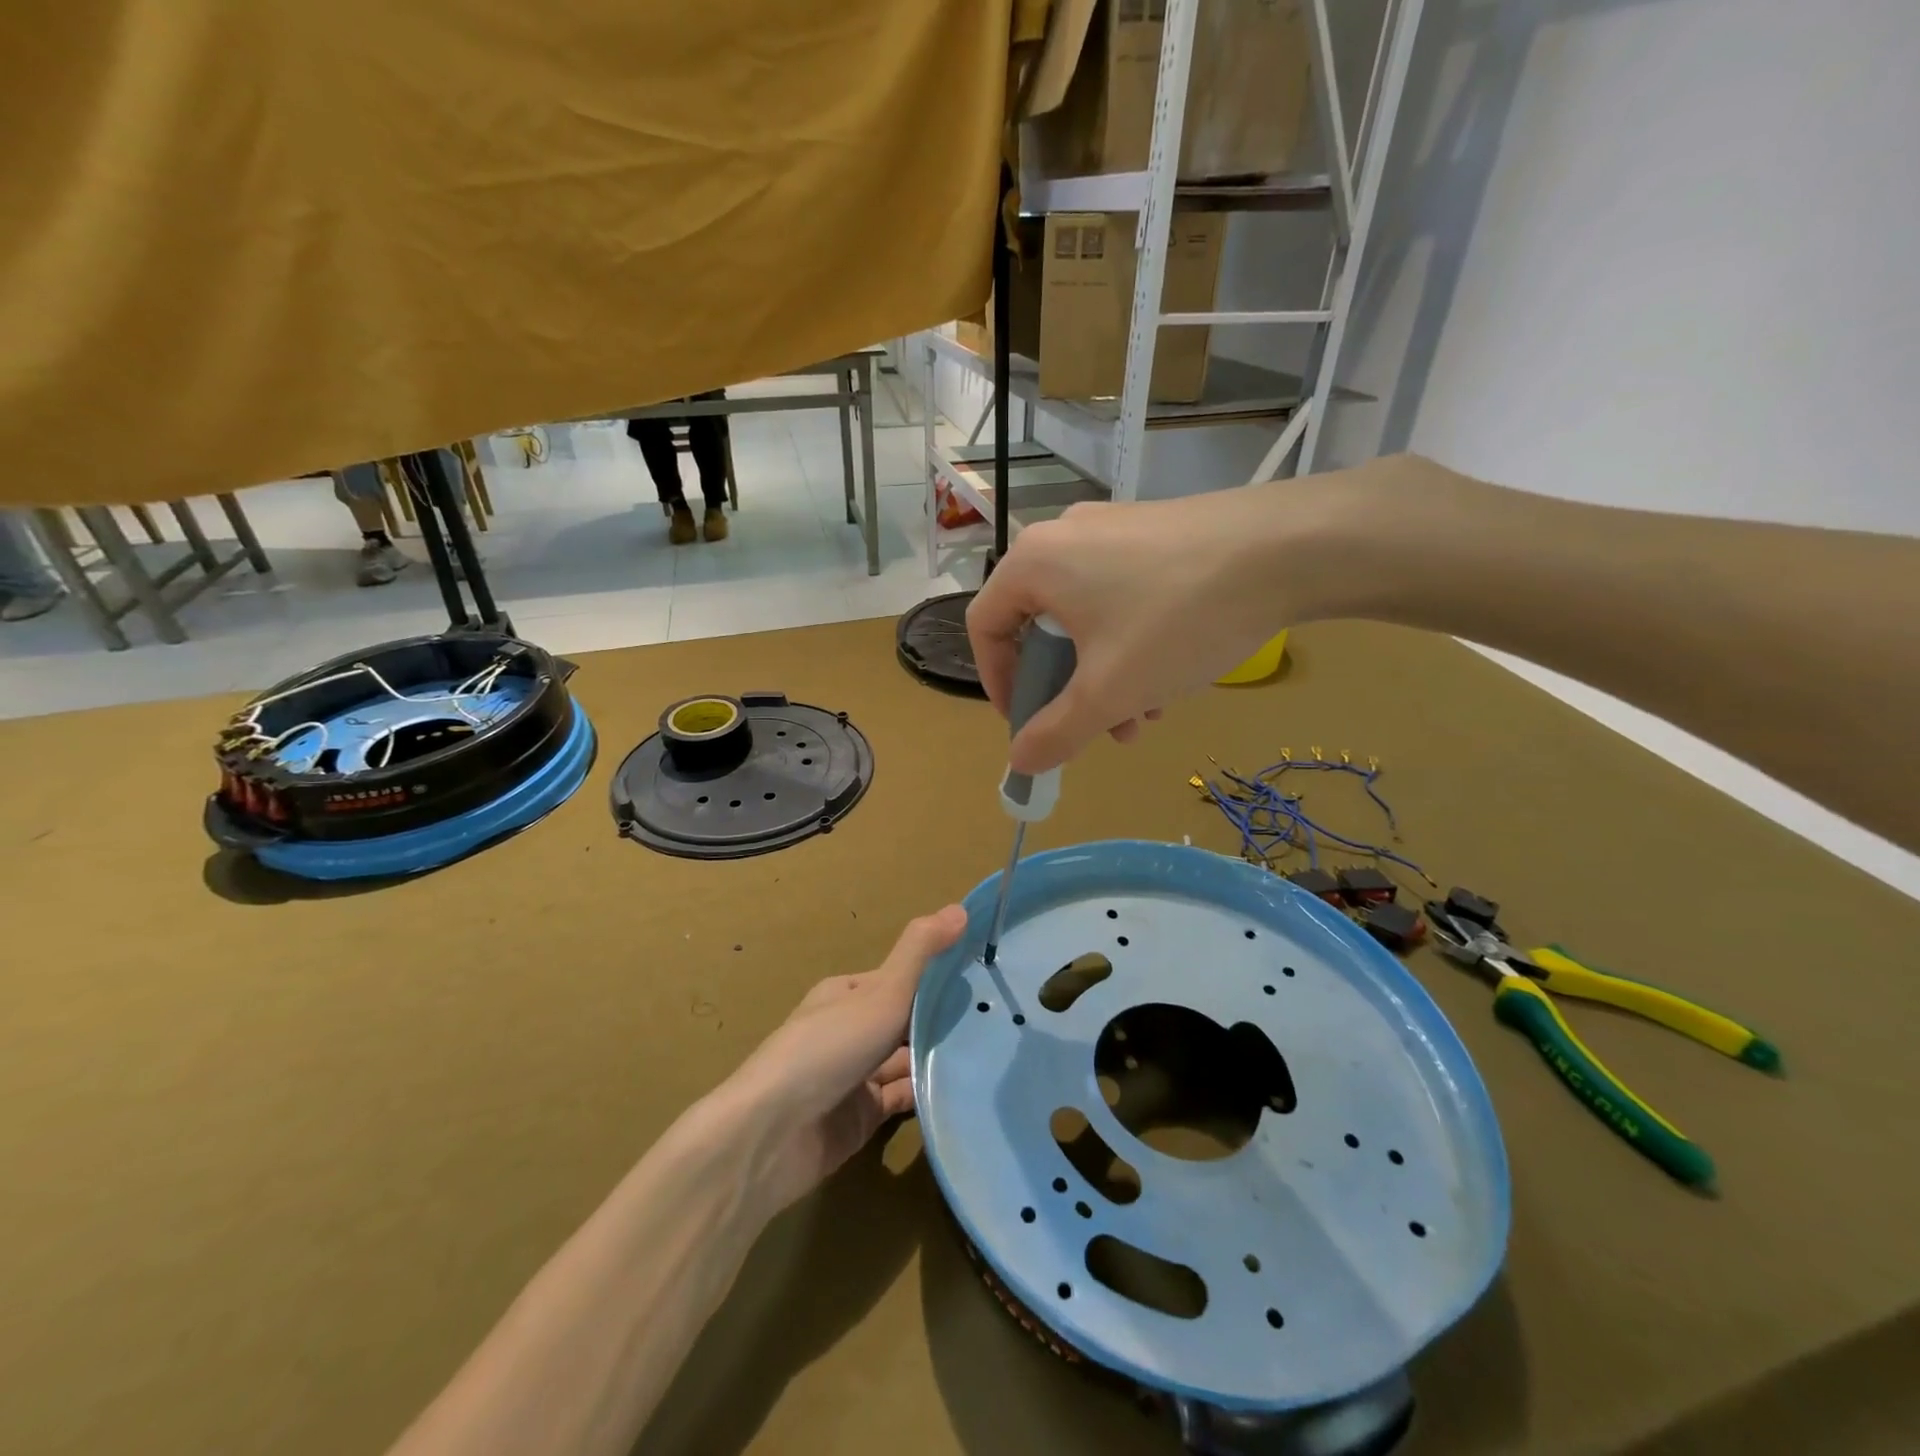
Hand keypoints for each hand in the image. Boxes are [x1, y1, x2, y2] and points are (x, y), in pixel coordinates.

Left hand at [726, 906, 966, 1214]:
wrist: (772, 1135)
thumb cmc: (828, 1048)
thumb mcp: (881, 992)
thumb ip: (920, 953)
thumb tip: (960, 907)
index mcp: (849, 993)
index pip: (902, 978)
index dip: (940, 975)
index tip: (986, 975)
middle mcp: (852, 1030)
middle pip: (906, 1020)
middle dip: (945, 1019)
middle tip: (1002, 1017)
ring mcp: (856, 1075)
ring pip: (907, 1059)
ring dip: (940, 1057)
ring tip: (996, 1052)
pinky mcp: (862, 1117)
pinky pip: (903, 1098)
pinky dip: (928, 1093)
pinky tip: (966, 1088)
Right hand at [967, 486, 1316, 773]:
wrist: (1289, 548)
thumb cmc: (1178, 620)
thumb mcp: (1110, 691)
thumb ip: (1056, 732)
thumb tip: (1020, 761)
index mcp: (1033, 564)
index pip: (984, 628)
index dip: (998, 685)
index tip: (1028, 724)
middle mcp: (1063, 537)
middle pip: (1039, 628)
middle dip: (1066, 691)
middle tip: (1095, 728)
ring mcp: (1112, 529)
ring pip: (1085, 618)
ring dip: (1104, 676)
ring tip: (1144, 716)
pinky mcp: (1154, 532)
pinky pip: (1120, 597)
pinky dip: (1130, 644)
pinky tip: (1172, 677)